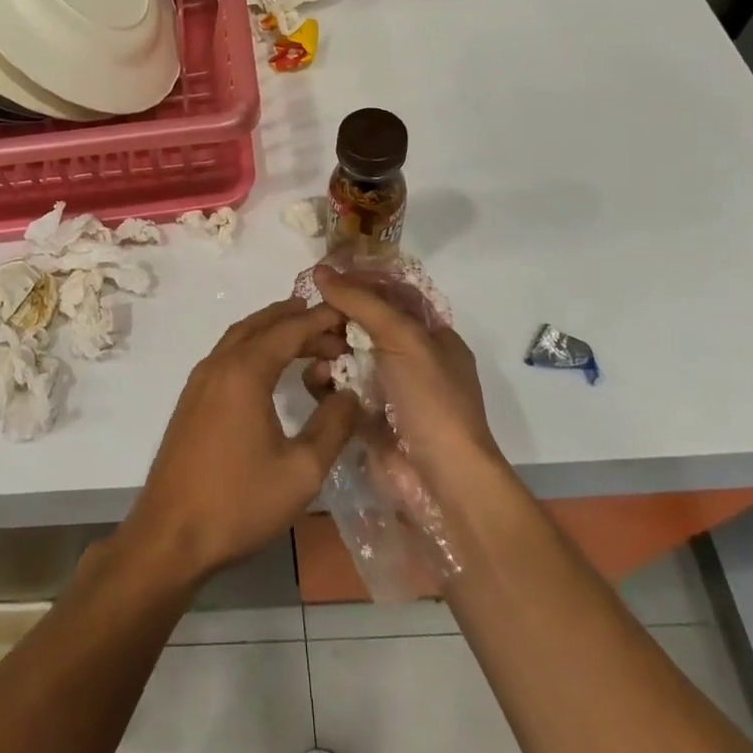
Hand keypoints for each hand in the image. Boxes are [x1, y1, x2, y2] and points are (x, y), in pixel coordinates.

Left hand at [120, 298, 360, 588]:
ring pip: (240, 337)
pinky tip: (270, 369)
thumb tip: (351, 394)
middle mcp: (219, 364)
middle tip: (331, 326)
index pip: (288, 329)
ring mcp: (200, 380)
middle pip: (260, 325)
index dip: (320, 320)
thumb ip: (332, 426)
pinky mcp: (191, 399)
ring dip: (272, 330)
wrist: (170, 535)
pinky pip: (227, 355)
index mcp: (245, 372)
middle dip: (296, 318)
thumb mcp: (301, 470)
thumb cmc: (239, 502)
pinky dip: (253, 347)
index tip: (348, 315)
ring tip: (306, 337)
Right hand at [312, 266, 504, 501]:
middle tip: (311, 314)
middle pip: (363, 323)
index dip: (361, 282)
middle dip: (337, 317)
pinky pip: (336, 388)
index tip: (324, 276)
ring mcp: (386, 389)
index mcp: (431, 336)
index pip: (392, 295)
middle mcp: (409, 359)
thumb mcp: (403, 338)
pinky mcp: (364, 416)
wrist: (441, 480)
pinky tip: (316, 381)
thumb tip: (321, 271)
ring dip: (326, 348)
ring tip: (313, 350)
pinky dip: (323, 381)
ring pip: (345, 354)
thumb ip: (362, 302)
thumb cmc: (431, 399)